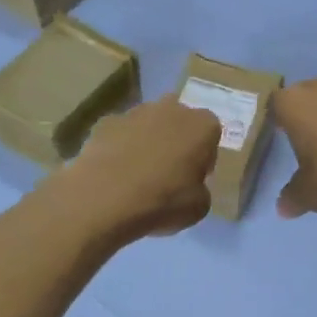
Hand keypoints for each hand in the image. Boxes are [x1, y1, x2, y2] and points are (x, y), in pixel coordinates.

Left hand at [51, 97, 222, 243]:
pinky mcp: (105, 121)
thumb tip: (190, 185)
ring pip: (148, 123)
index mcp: (202, 125)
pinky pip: (120, 133)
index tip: (194, 176)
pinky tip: (113, 173)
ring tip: (137, 174)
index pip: (211, 133)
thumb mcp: (199, 207)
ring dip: (147, 141)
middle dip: (176, 140)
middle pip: (179, 121)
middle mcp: (171, 109)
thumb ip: (201, 189)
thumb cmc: (162, 201)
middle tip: (168, 171)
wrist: (104, 198)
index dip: (204, 155)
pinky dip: (119, 147)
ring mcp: (135, 112)